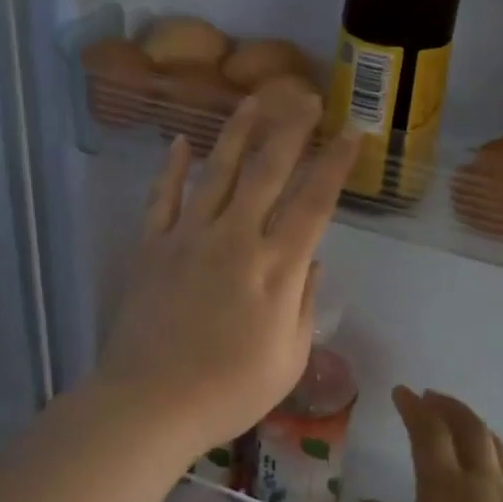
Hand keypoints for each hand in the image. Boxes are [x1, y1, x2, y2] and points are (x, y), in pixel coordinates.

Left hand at [94, 91, 357, 460]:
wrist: (149, 404)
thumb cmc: (228, 393)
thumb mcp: (288, 360)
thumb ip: (304, 304)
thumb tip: (311, 261)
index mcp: (275, 268)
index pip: (314, 202)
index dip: (335, 164)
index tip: (352, 133)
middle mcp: (235, 239)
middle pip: (268, 170)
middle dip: (291, 129)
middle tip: (307, 97)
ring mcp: (188, 237)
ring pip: (217, 170)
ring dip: (238, 131)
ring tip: (255, 99)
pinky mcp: (151, 246)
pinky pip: (162, 197)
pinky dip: (171, 167)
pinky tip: (180, 142)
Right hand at [362, 389, 502, 501]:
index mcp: (445, 491)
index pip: (429, 432)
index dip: (414, 407)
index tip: (402, 393)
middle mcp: (481, 482)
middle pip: (468, 426)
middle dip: (446, 405)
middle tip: (429, 398)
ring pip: (493, 442)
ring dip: (471, 423)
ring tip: (456, 422)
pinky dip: (490, 450)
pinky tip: (484, 466)